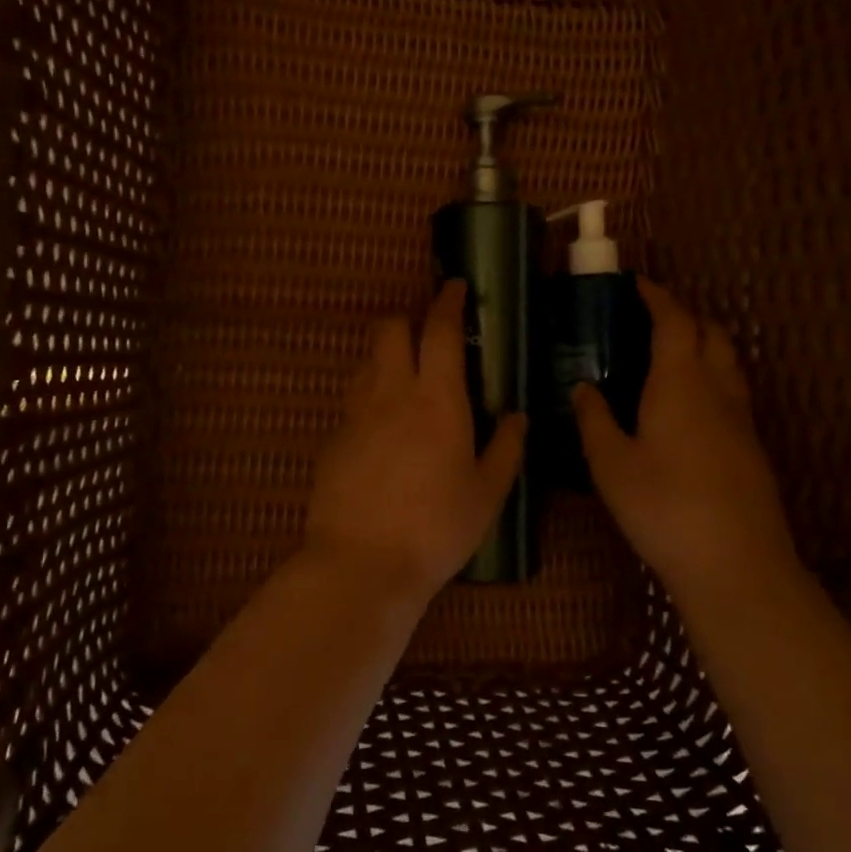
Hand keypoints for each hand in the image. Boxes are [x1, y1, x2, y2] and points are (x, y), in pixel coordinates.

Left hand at [303, 281, 526, 604]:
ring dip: (386, 358)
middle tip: (429, 340)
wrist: (362, 564)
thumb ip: (506, 448)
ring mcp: (355, 416)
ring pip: (366, 362)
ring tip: (407, 382)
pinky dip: (370, 400)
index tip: (456, 287)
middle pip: (389, 330)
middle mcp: (391, 395)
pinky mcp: (333, 441)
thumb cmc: (437, 528)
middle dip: (408, 321)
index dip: (448, 302)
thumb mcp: (487, 493)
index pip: (440, 331)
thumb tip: (517, 416)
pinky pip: (353, 403)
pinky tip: (383, 433)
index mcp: (437, 400)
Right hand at [572, 278, 802, 604]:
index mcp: (680, 383)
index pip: (674, 321)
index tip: (636, 284)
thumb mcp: (611, 466)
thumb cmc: (663, 508)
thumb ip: (594, 421)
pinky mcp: (751, 447)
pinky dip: (710, 377)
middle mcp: (717, 390)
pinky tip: (687, 407)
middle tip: (650, 318)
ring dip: (703, 344)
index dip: (657, 296)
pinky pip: (732, 392)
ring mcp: (741, 419)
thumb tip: (583, 387)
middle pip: (711, 333)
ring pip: (728, 362)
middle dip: (684, 315)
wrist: (736, 564)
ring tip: (669, 355)